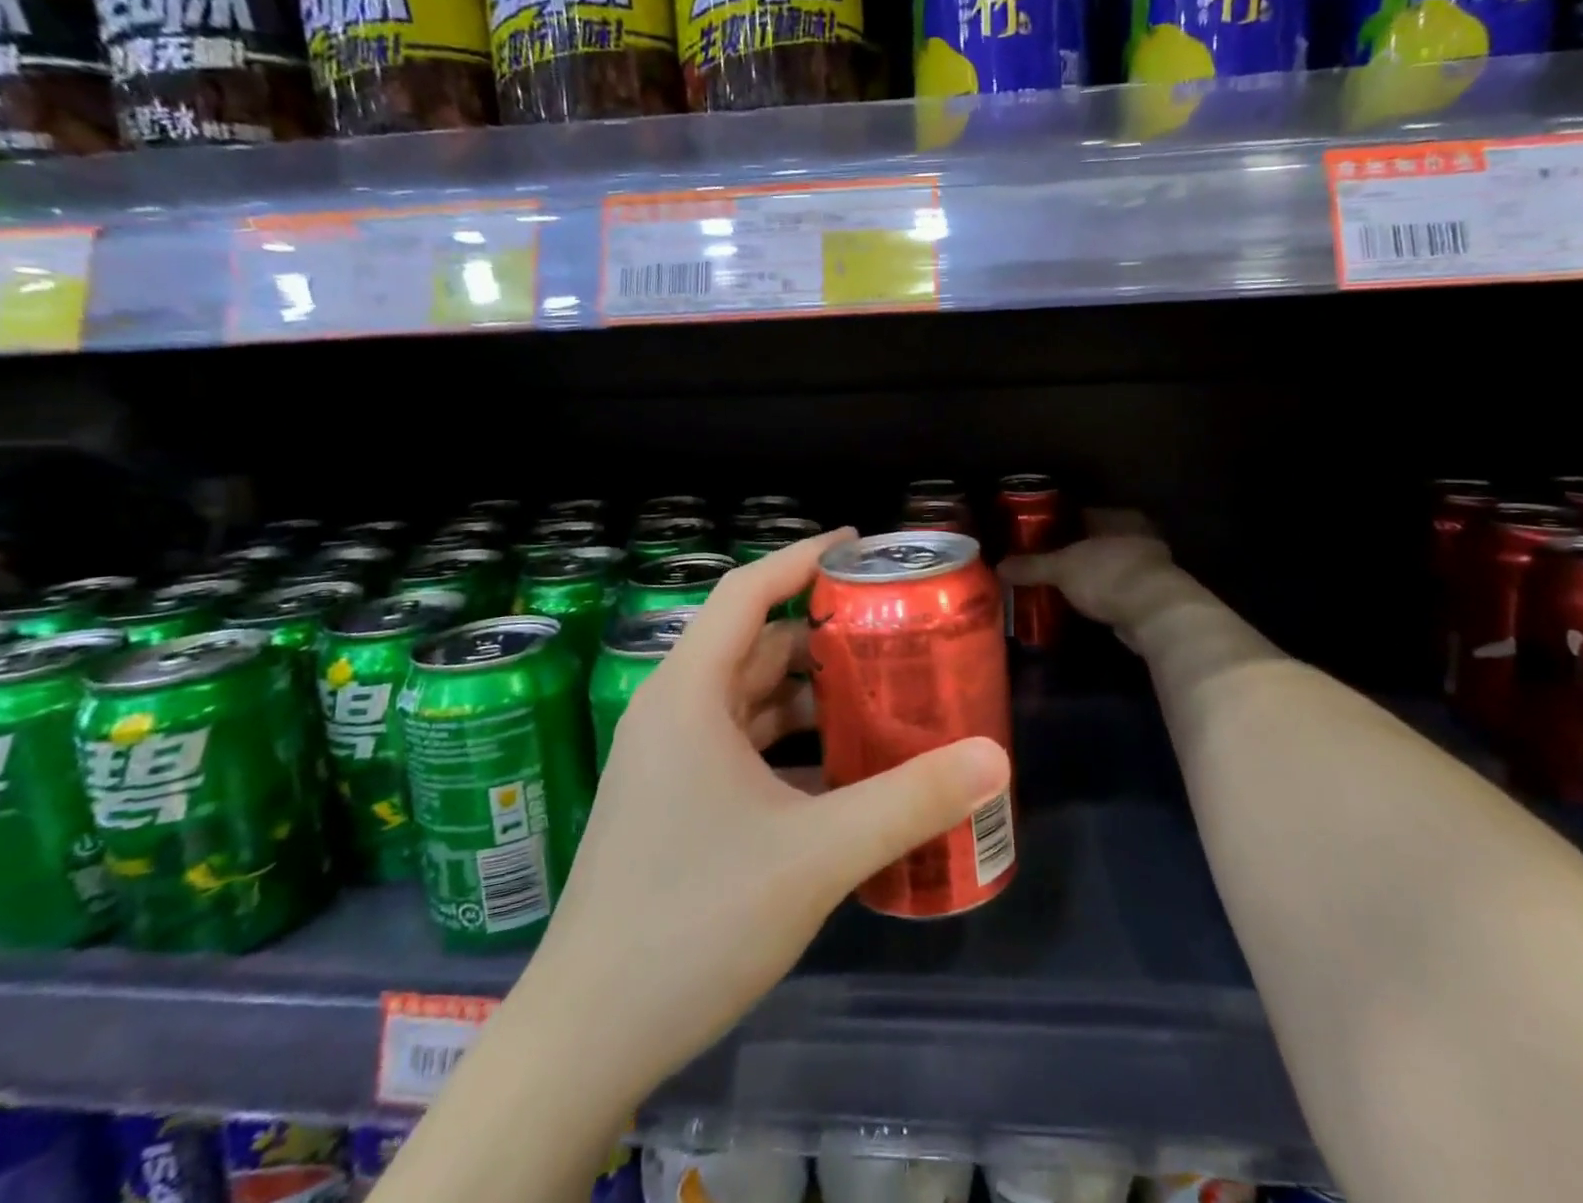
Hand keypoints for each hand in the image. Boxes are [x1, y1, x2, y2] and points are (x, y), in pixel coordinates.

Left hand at [542, 529, 1010, 1101]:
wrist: (588, 1036)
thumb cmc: (694, 921)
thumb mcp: (816, 854)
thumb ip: (910, 801)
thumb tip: (995, 757)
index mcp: (690, 693)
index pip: (748, 591)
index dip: (802, 557)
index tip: (859, 545)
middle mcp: (674, 712)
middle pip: (756, 643)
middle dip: (823, 633)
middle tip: (894, 631)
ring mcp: (670, 760)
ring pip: (751, 698)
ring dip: (811, 693)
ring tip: (882, 695)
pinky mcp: (675, 803)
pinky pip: (743, 745)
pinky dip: (792, 742)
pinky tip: (843, 769)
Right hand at [998, 511, 1177, 631]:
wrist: (1155, 614)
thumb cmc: (1108, 575)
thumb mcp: (1061, 568)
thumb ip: (1031, 566)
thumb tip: (998, 566)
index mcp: (1119, 517)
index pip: (1083, 514)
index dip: (1059, 524)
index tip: (1038, 536)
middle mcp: (1138, 534)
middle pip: (1097, 539)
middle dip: (1076, 551)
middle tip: (1046, 562)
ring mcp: (1149, 564)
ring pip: (1110, 564)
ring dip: (1092, 574)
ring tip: (1061, 584)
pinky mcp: (1153, 594)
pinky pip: (1119, 588)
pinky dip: (1104, 594)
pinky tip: (1085, 602)